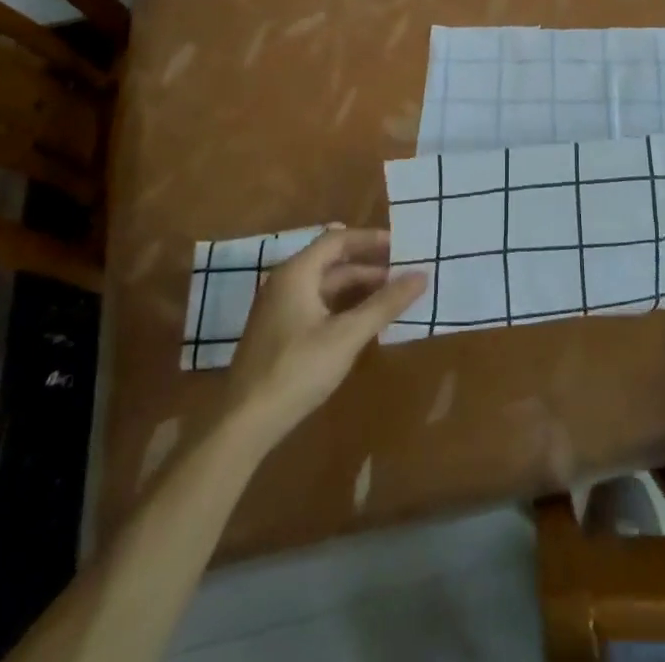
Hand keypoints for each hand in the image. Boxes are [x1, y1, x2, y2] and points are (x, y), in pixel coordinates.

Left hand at [224, 227, 427, 440]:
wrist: (243, 425)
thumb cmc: (296, 370)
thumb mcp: (347, 336)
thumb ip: (385, 304)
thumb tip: (422, 275)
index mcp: (297, 272)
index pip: (338, 240)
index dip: (371, 240)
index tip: (402, 246)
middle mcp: (286, 282)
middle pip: (332, 262)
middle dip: (369, 266)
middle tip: (404, 273)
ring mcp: (280, 309)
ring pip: (326, 286)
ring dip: (358, 288)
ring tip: (393, 297)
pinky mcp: (280, 333)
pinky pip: (318, 306)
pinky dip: (344, 307)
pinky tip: (365, 322)